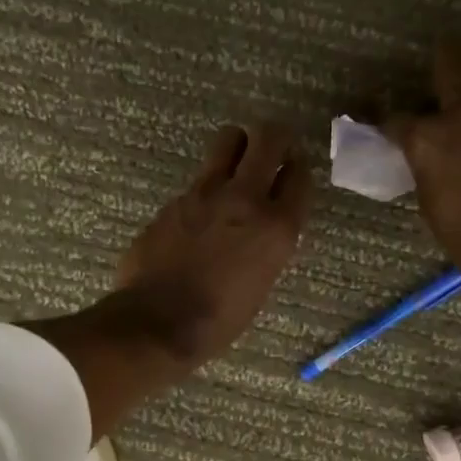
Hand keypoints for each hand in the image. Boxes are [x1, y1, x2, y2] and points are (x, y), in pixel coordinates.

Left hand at [116, 122, 310, 366]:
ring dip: (237, 147)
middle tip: (270, 150)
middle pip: (269, 138)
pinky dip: (206, 186)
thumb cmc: (219, 319)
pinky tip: (199, 212)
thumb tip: (263, 226)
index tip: (291, 172)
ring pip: (228, 140)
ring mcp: (206, 194)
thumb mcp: (262, 283)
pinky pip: (199, 177)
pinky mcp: (175, 199)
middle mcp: (246, 199)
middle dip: (274, 138)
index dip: (297, 170)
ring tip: (234, 166)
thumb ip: (268, 243)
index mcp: (277, 228)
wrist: (159, 322)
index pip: (300, 176)